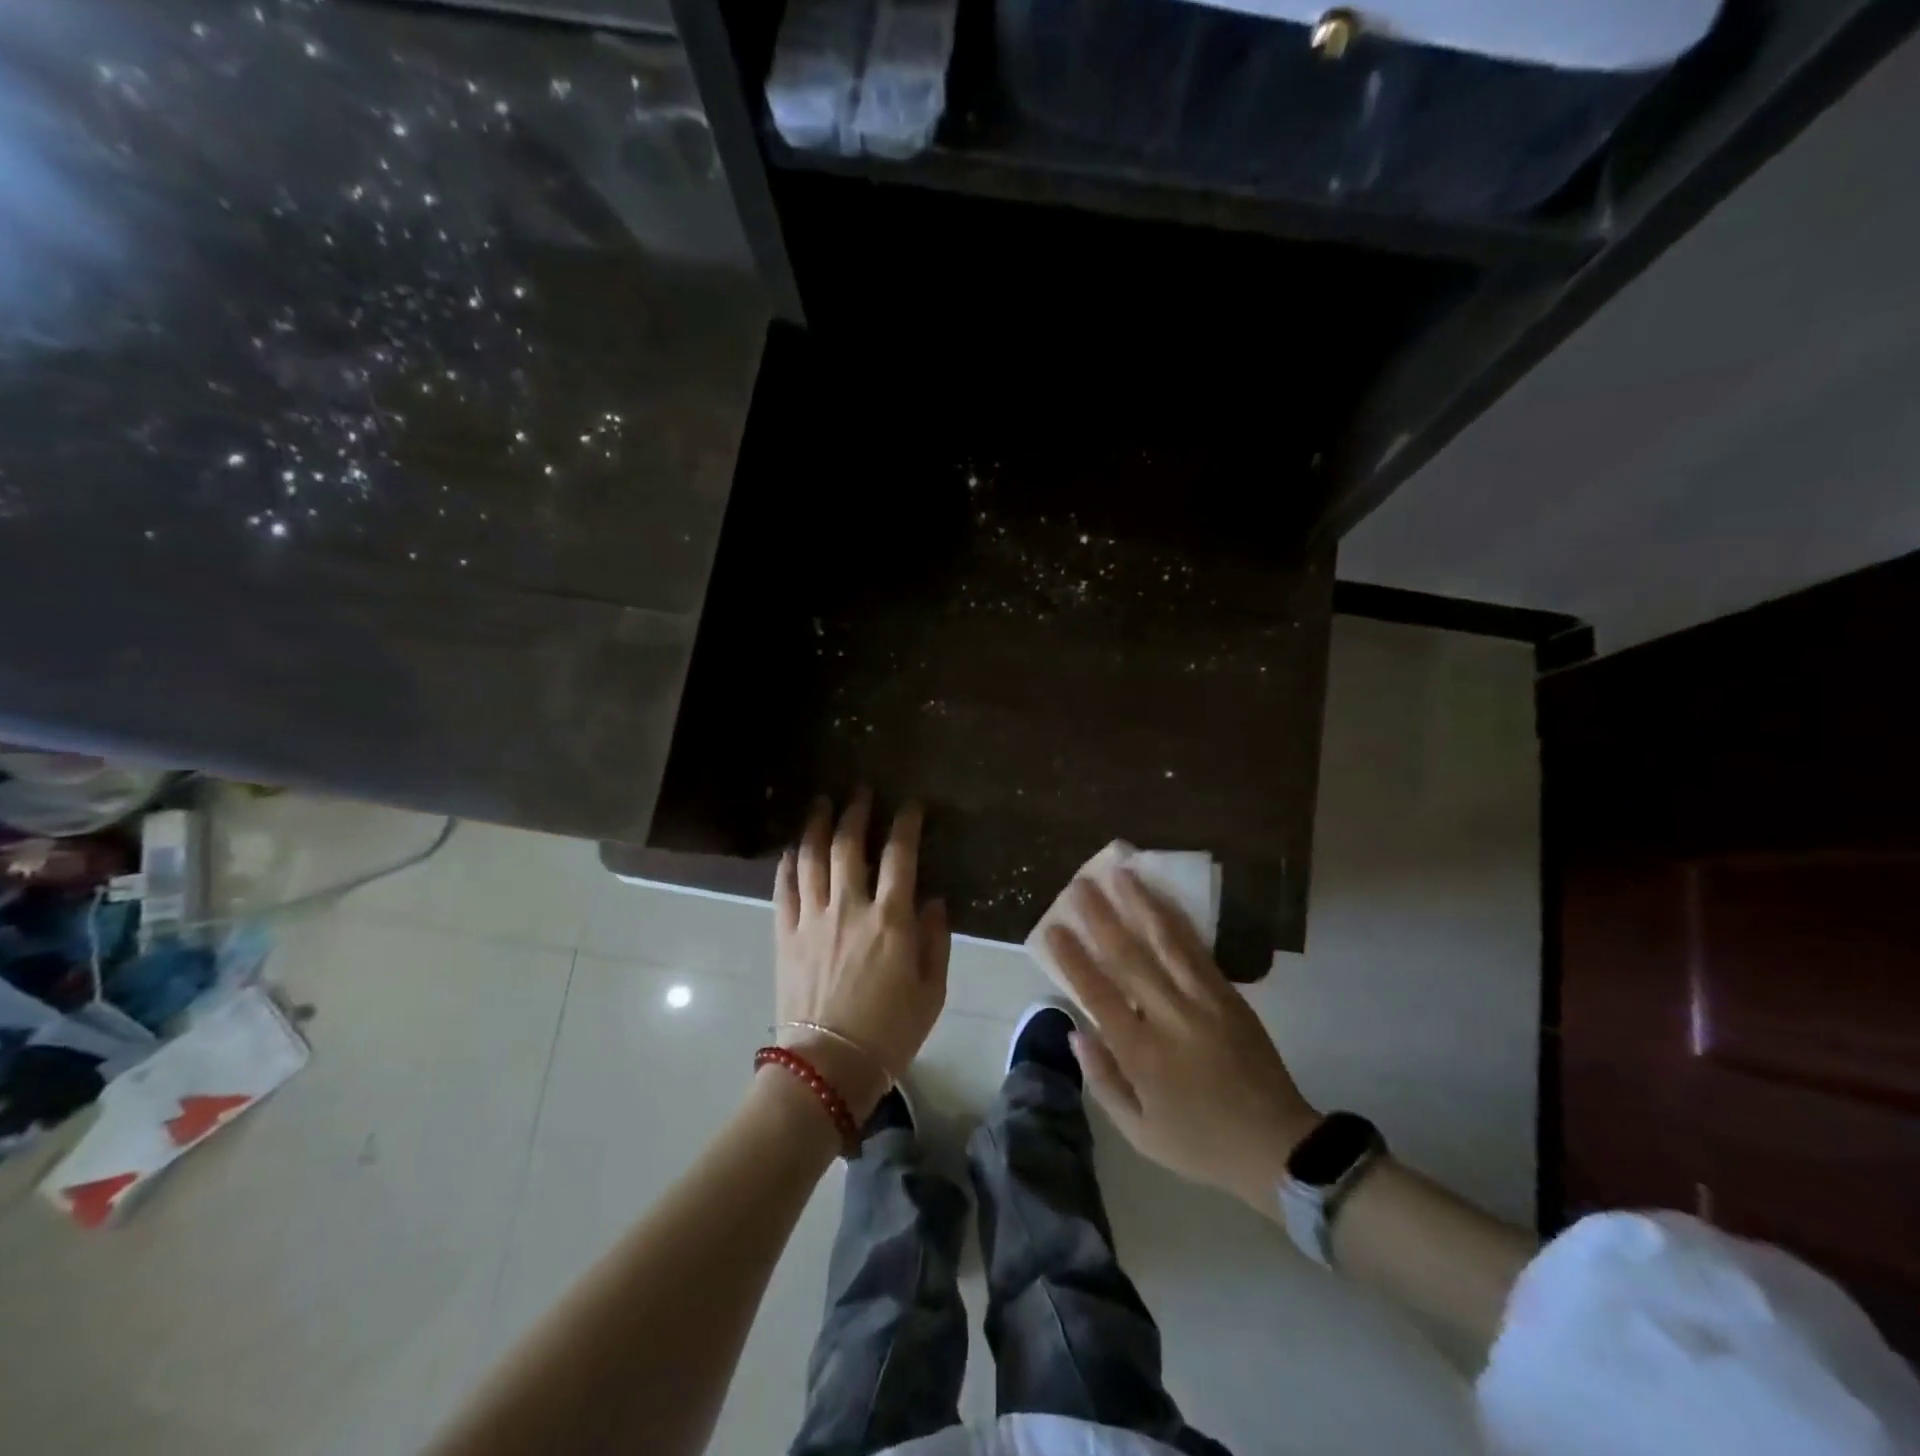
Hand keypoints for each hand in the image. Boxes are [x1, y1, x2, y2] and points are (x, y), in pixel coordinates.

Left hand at [772, 791, 949, 1119]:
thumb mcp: (932, 990)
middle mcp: (850, 907)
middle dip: (856, 812)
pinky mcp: (786, 934)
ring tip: (822, 804)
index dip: (906, 823)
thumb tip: (933, 900)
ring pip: (812, 858)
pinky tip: (792, 849)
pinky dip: (788, 864)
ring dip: (818, 826)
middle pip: (850, 845)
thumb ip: (935, 939)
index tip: (911, 805)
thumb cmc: (890, 1031)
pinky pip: (784, 889)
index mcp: (891, 919)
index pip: (901, 855)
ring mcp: (813, 918)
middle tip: (860, 791)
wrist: (829, 1066)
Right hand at [1047, 870, 1318, 1210]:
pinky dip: (1177, 921)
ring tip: (1121, 872)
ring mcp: (1204, 1001)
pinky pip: (1198, 950)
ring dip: (1140, 904)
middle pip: (1130, 958)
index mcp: (1143, 1055)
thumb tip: (1077, 1030)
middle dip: (1101, 917)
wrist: (1279, 1144)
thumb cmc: (1200, 1142)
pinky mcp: (1229, 995)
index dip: (1074, 960)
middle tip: (1079, 884)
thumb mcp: (1141, 1133)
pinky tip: (1162, 899)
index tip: (1053, 928)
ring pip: (1166, 942)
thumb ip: (1104, 1081)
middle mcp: (1171, 1018)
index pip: (1100, 995)